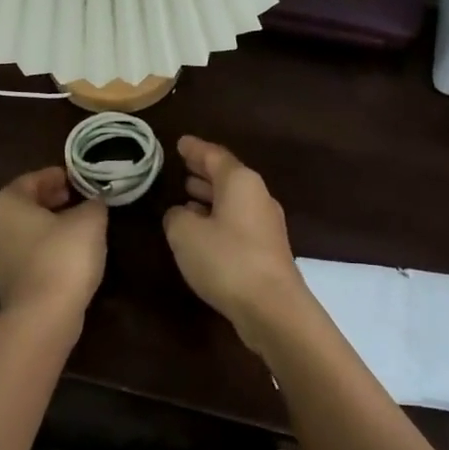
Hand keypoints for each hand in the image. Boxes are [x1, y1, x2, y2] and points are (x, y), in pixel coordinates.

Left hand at [0, 167, 107, 331]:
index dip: (59, 176)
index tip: (80, 179)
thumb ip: (93, 203)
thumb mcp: (90, 220)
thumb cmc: (63, 256)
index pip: (32, 179)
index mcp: (5, 203)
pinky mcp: (5, 281)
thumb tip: (94, 202)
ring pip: (26, 229)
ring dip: (50, 223)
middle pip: (26, 204)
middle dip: (53, 199)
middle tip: (80, 198)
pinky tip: (69, 251)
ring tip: (79, 224)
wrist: (44, 316)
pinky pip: (27, 252)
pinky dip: (46, 246)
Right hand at [162, 136, 311, 357]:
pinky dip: (218, 217)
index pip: (214, 155)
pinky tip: (203, 228)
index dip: (194, 149)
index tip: (180, 142)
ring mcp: (265, 223)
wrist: (272, 307)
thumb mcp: (185, 234)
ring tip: (187, 194)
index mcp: (240, 182)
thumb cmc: (226, 260)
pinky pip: (238, 221)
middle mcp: (257, 196)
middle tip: (182, 166)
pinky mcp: (266, 249)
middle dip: (204, 171)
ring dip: (210, 196)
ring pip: (233, 200)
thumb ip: (176, 217)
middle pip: (227, 176)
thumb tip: (180, 213)